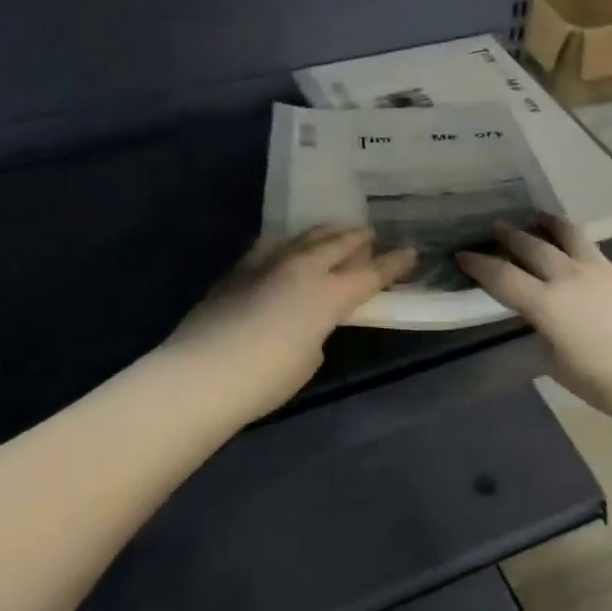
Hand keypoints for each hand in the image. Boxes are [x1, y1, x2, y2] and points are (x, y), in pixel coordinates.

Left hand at [164, 227, 416, 420]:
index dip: (393, 263)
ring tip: (334, 230)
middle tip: (370, 233)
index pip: (370, 273)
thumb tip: (309, 321)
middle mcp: (301, 269)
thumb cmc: (266, 379)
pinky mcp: (237, 271)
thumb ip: (317, 331)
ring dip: (324, 233)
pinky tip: (287, 244)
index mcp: (328, 295)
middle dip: (357, 238)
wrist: (201, 375)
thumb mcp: (309, 359)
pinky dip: (288, 242)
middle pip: (337, 244)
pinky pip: (270, 246)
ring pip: (303, 238)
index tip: (411, 251)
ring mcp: (266, 265)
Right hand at [458, 216, 611, 427]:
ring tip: (535, 216)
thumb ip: (545, 337)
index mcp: (547, 305)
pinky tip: (571, 247)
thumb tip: (544, 323)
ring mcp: (600, 271)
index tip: (462, 254)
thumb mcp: (561, 367)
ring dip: (546, 224)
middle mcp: (569, 278)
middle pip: (532, 246)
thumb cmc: (609, 383)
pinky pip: (589, 248)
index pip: (503, 277)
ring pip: (567, 235)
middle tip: (494, 227)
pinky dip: (571, 240)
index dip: (479, 265)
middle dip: (509, 236)